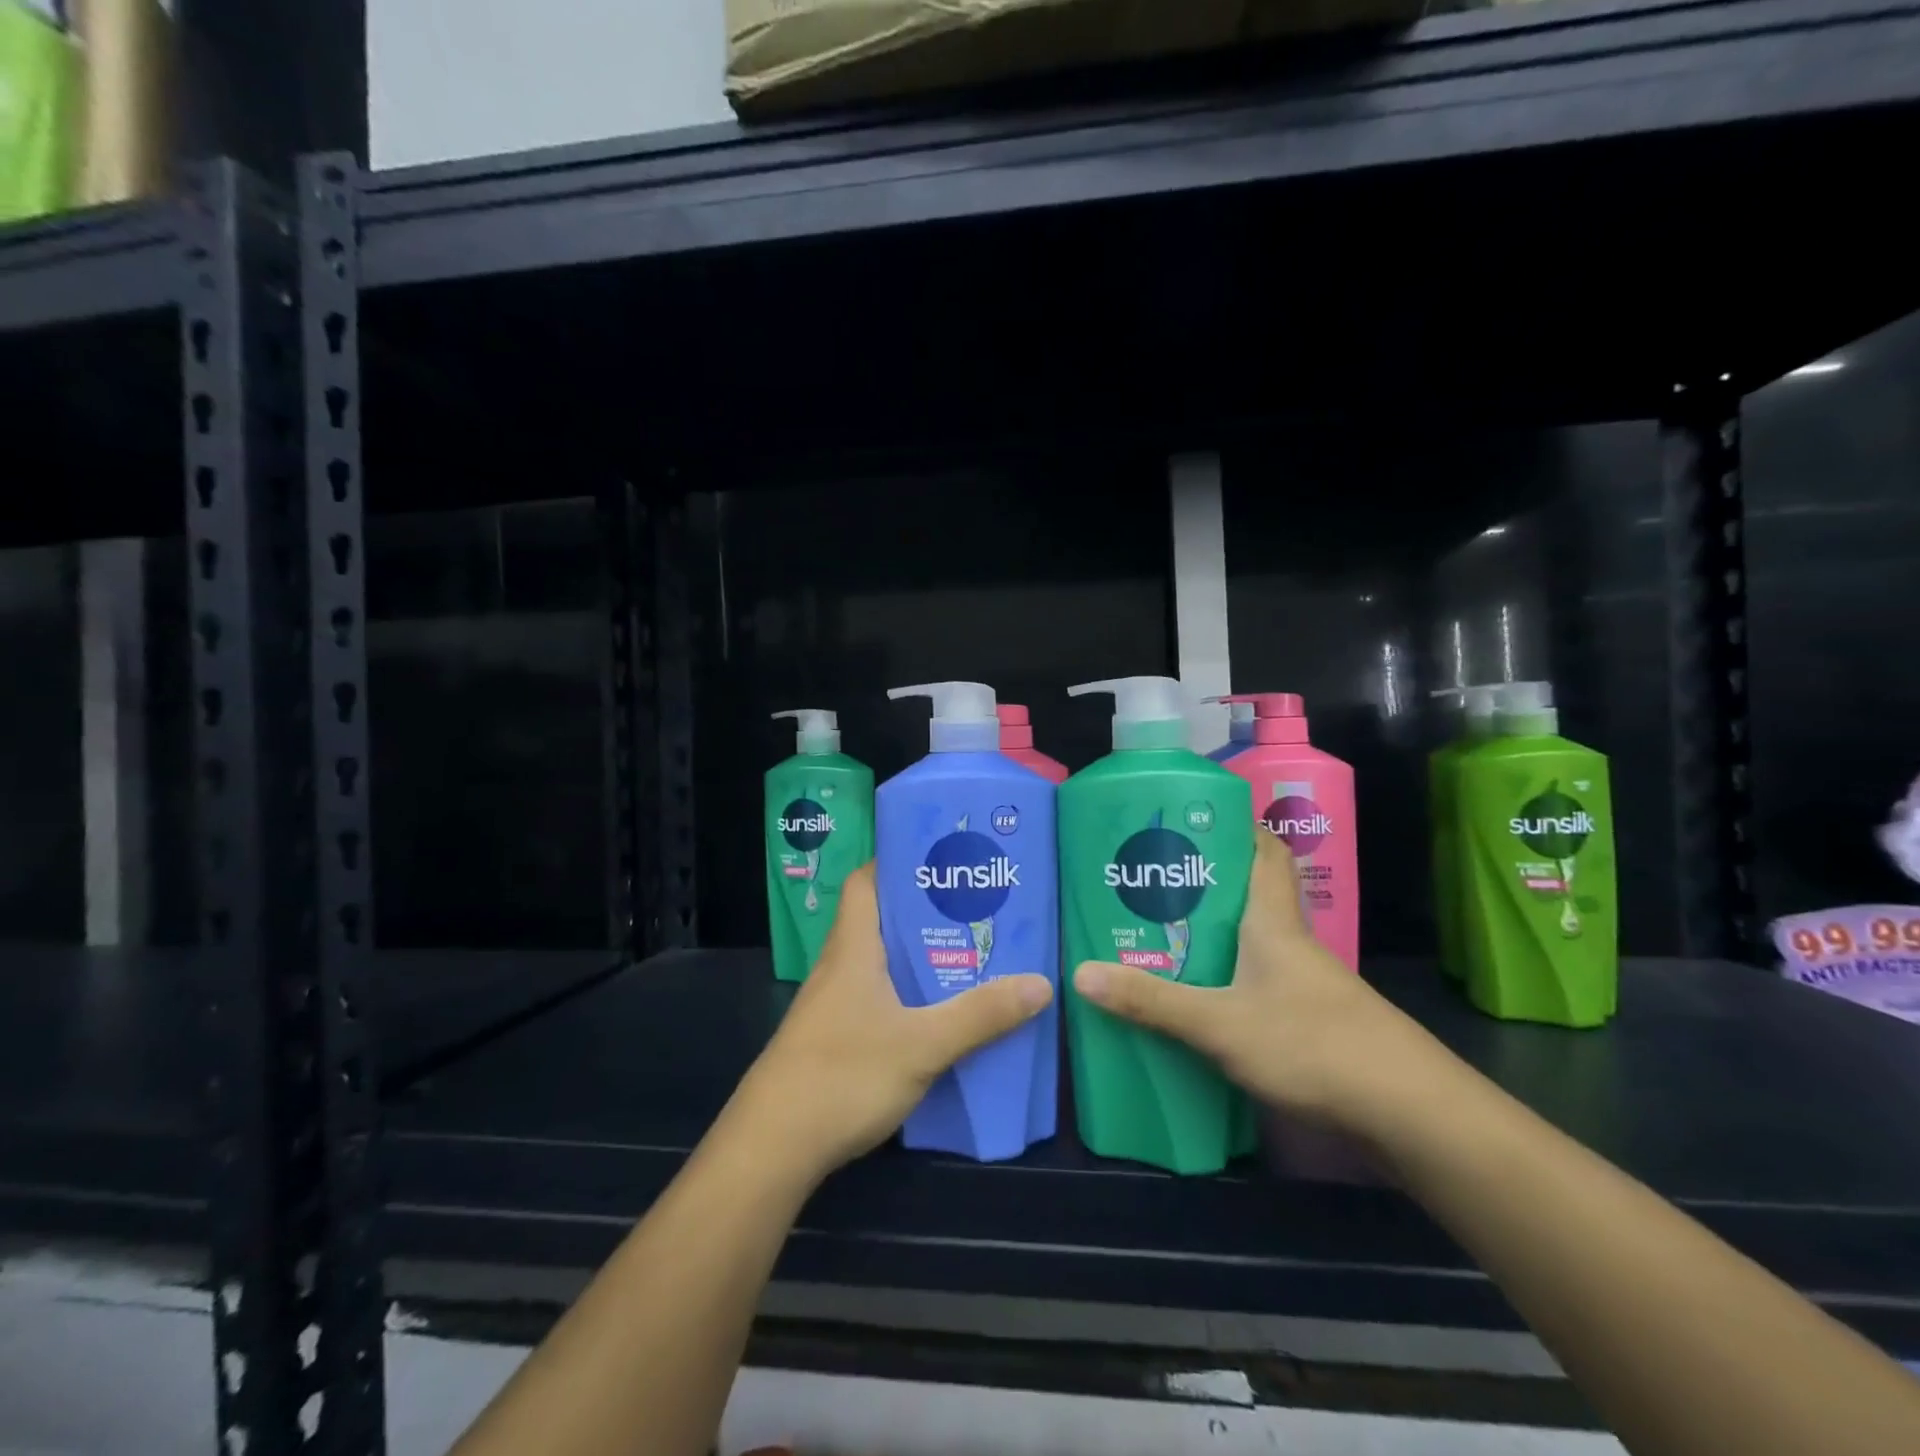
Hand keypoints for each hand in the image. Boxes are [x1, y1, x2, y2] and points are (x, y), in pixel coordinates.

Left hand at [735, 863, 1051, 1180]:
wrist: (771, 1148)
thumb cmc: (843, 1075)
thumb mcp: (923, 1044)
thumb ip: (980, 1015)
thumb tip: (1041, 984)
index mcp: (853, 948)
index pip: (865, 881)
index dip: (897, 862)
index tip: (942, 860)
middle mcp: (839, 967)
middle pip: (879, 919)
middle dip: (924, 911)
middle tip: (975, 907)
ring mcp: (832, 1005)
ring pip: (879, 961)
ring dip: (917, 955)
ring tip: (968, 952)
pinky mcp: (833, 1038)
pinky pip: (876, 997)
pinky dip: (906, 994)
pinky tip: (937, 1013)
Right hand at [1072, 830, 1434, 1132]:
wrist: (1410, 1112)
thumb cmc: (1313, 1044)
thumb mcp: (1220, 1023)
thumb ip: (1152, 1001)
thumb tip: (1081, 974)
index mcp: (1272, 920)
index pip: (1264, 850)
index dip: (1234, 826)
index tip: (1190, 819)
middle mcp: (1290, 940)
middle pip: (1250, 892)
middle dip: (1203, 881)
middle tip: (1150, 880)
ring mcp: (1304, 981)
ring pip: (1251, 938)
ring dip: (1212, 932)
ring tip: (1159, 933)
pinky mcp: (1311, 1017)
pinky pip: (1258, 978)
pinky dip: (1227, 975)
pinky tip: (1199, 996)